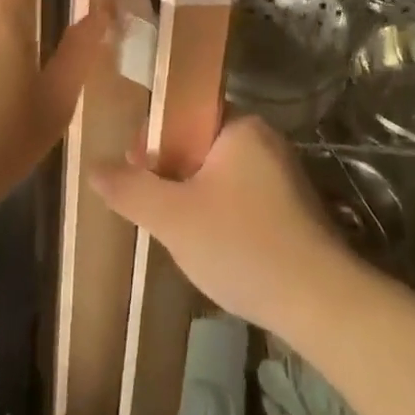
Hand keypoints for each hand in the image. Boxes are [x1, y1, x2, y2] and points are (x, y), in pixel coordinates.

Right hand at [92, 116, 351, 335]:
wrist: (320, 303)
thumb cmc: (242, 245)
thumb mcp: (173, 218)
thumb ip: (130, 189)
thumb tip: (93, 167)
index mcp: (240, 125)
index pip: (185, 112)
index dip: (153, 138)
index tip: (135, 171)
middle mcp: (265, 139)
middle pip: (200, 144)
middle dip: (171, 173)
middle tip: (152, 209)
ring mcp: (283, 174)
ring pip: (220, 174)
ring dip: (194, 197)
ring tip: (177, 232)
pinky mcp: (293, 208)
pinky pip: (242, 197)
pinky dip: (221, 214)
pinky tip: (213, 248)